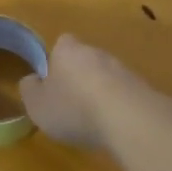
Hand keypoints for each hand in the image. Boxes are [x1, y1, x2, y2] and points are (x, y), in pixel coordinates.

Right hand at [18, 34, 135, 150]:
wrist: (128, 118)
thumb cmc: (73, 108)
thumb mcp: (37, 105)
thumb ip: (30, 90)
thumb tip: (32, 80)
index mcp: (68, 50)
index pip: (61, 44)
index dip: (55, 61)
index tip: (52, 83)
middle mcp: (96, 52)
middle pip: (84, 60)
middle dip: (78, 78)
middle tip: (70, 105)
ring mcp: (122, 68)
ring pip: (105, 77)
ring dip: (99, 93)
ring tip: (92, 121)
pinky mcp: (141, 87)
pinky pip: (123, 94)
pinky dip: (117, 106)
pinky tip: (112, 126)